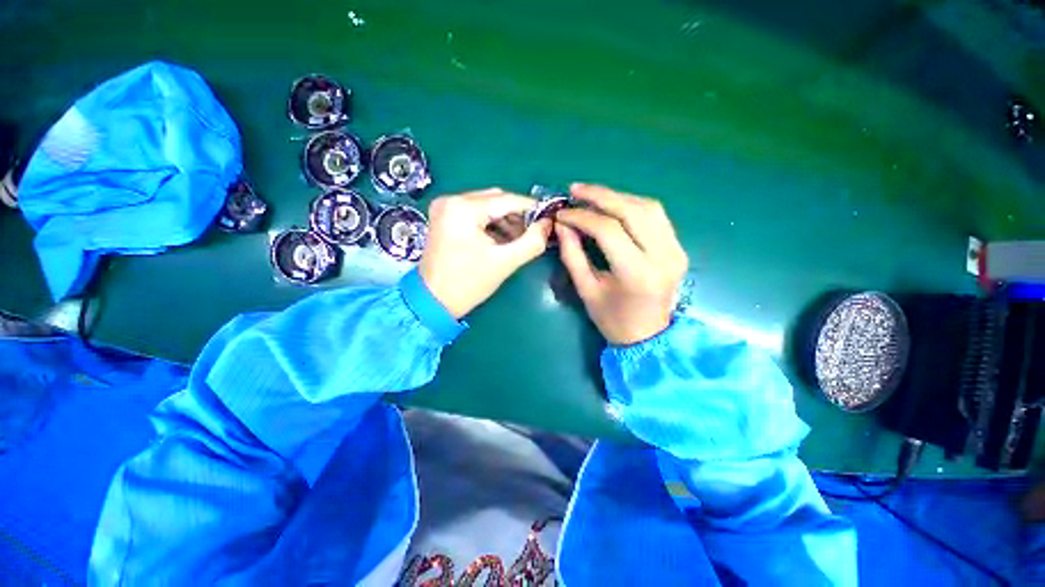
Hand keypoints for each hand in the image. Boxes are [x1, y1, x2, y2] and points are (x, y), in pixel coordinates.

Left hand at [419, 189, 551, 318]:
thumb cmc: (468, 283)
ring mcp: (445, 208)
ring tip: (518, 239)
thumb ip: (532, 241)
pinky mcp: (443, 218)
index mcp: (463, 208)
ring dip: (505, 220)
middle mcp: (451, 200)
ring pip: (486, 205)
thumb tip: (548, 224)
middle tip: (533, 233)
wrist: (433, 302)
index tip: (549, 218)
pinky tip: (501, 239)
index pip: (507, 200)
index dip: (531, 208)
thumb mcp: (505, 262)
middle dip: (517, 215)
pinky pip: (475, 213)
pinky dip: (490, 223)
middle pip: (496, 199)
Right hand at [555, 184, 688, 344]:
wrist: (648, 336)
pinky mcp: (678, 248)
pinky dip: (633, 205)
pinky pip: (656, 216)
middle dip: (600, 195)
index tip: (562, 214)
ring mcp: (675, 250)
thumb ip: (572, 255)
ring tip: (592, 196)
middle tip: (575, 189)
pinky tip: (614, 206)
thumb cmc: (612, 319)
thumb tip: (562, 224)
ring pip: (648, 207)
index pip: (608, 230)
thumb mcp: (586, 289)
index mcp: (636, 273)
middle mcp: (662, 256)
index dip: (582, 217)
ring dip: (618, 197)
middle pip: (632, 210)